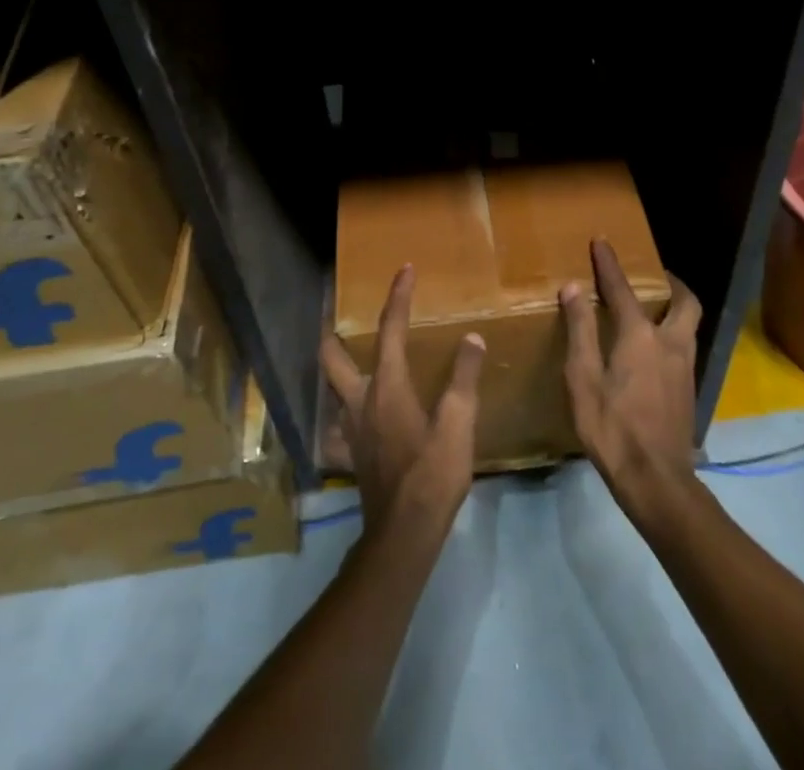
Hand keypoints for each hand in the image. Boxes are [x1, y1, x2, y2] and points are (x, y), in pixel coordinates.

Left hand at [321, 265, 485, 537]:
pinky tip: (353, 422)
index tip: (404, 270)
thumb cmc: (433, 473)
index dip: (398, 296)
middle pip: (332, 357)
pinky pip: (339, 429)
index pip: (391, 328)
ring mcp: (351, 430)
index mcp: (387, 385)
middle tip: (335, 314)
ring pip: (331, 389)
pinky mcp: (351, 455)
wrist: (404, 534)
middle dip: (332, 331)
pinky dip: (342, 418)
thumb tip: (471, 338)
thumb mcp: (459, 423)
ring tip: (348, 360)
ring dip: (335, 369)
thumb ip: (463, 378)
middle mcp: (360, 400)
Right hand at [561, 239, 701, 521]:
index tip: (601, 242)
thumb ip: (580, 330)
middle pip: (684, 301)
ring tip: (654, 307)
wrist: (656, 481)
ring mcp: (686, 368)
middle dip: (671, 282)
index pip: (622, 289)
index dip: (609, 264)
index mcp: (640, 336)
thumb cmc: (612, 428)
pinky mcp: (689, 389)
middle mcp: (670, 343)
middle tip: (653, 276)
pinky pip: (686, 345)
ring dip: (676, 307)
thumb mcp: (583, 378)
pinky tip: (655, 349)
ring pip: (690, 324)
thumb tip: (574, 287)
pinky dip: (674, 332)